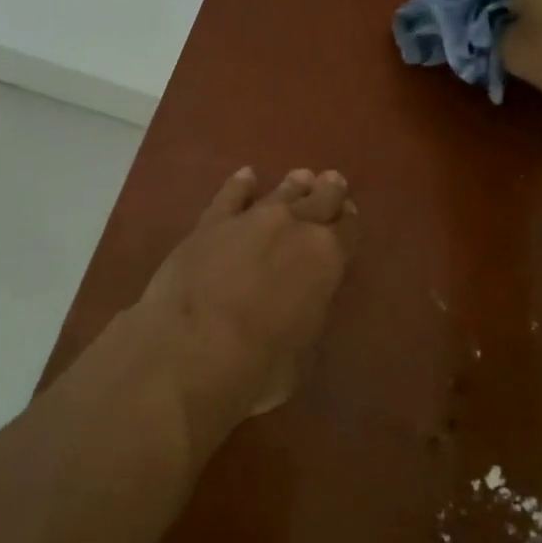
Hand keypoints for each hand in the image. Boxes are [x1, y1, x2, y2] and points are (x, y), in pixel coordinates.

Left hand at [135, 167, 359, 449]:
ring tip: (302, 176)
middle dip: (328, 191)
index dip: (350, 221)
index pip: (348, 231)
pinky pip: (230, 196)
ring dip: (293, 185)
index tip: (349, 213)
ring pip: (280, 193)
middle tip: (333, 181)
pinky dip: (240, 185)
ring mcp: (251, 219)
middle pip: (318, 200)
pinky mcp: (211, 223)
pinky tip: (246, 176)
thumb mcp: (302, 354)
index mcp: (326, 258)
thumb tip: (300, 308)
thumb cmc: (258, 366)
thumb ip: (306, 317)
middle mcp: (294, 227)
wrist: (191, 349)